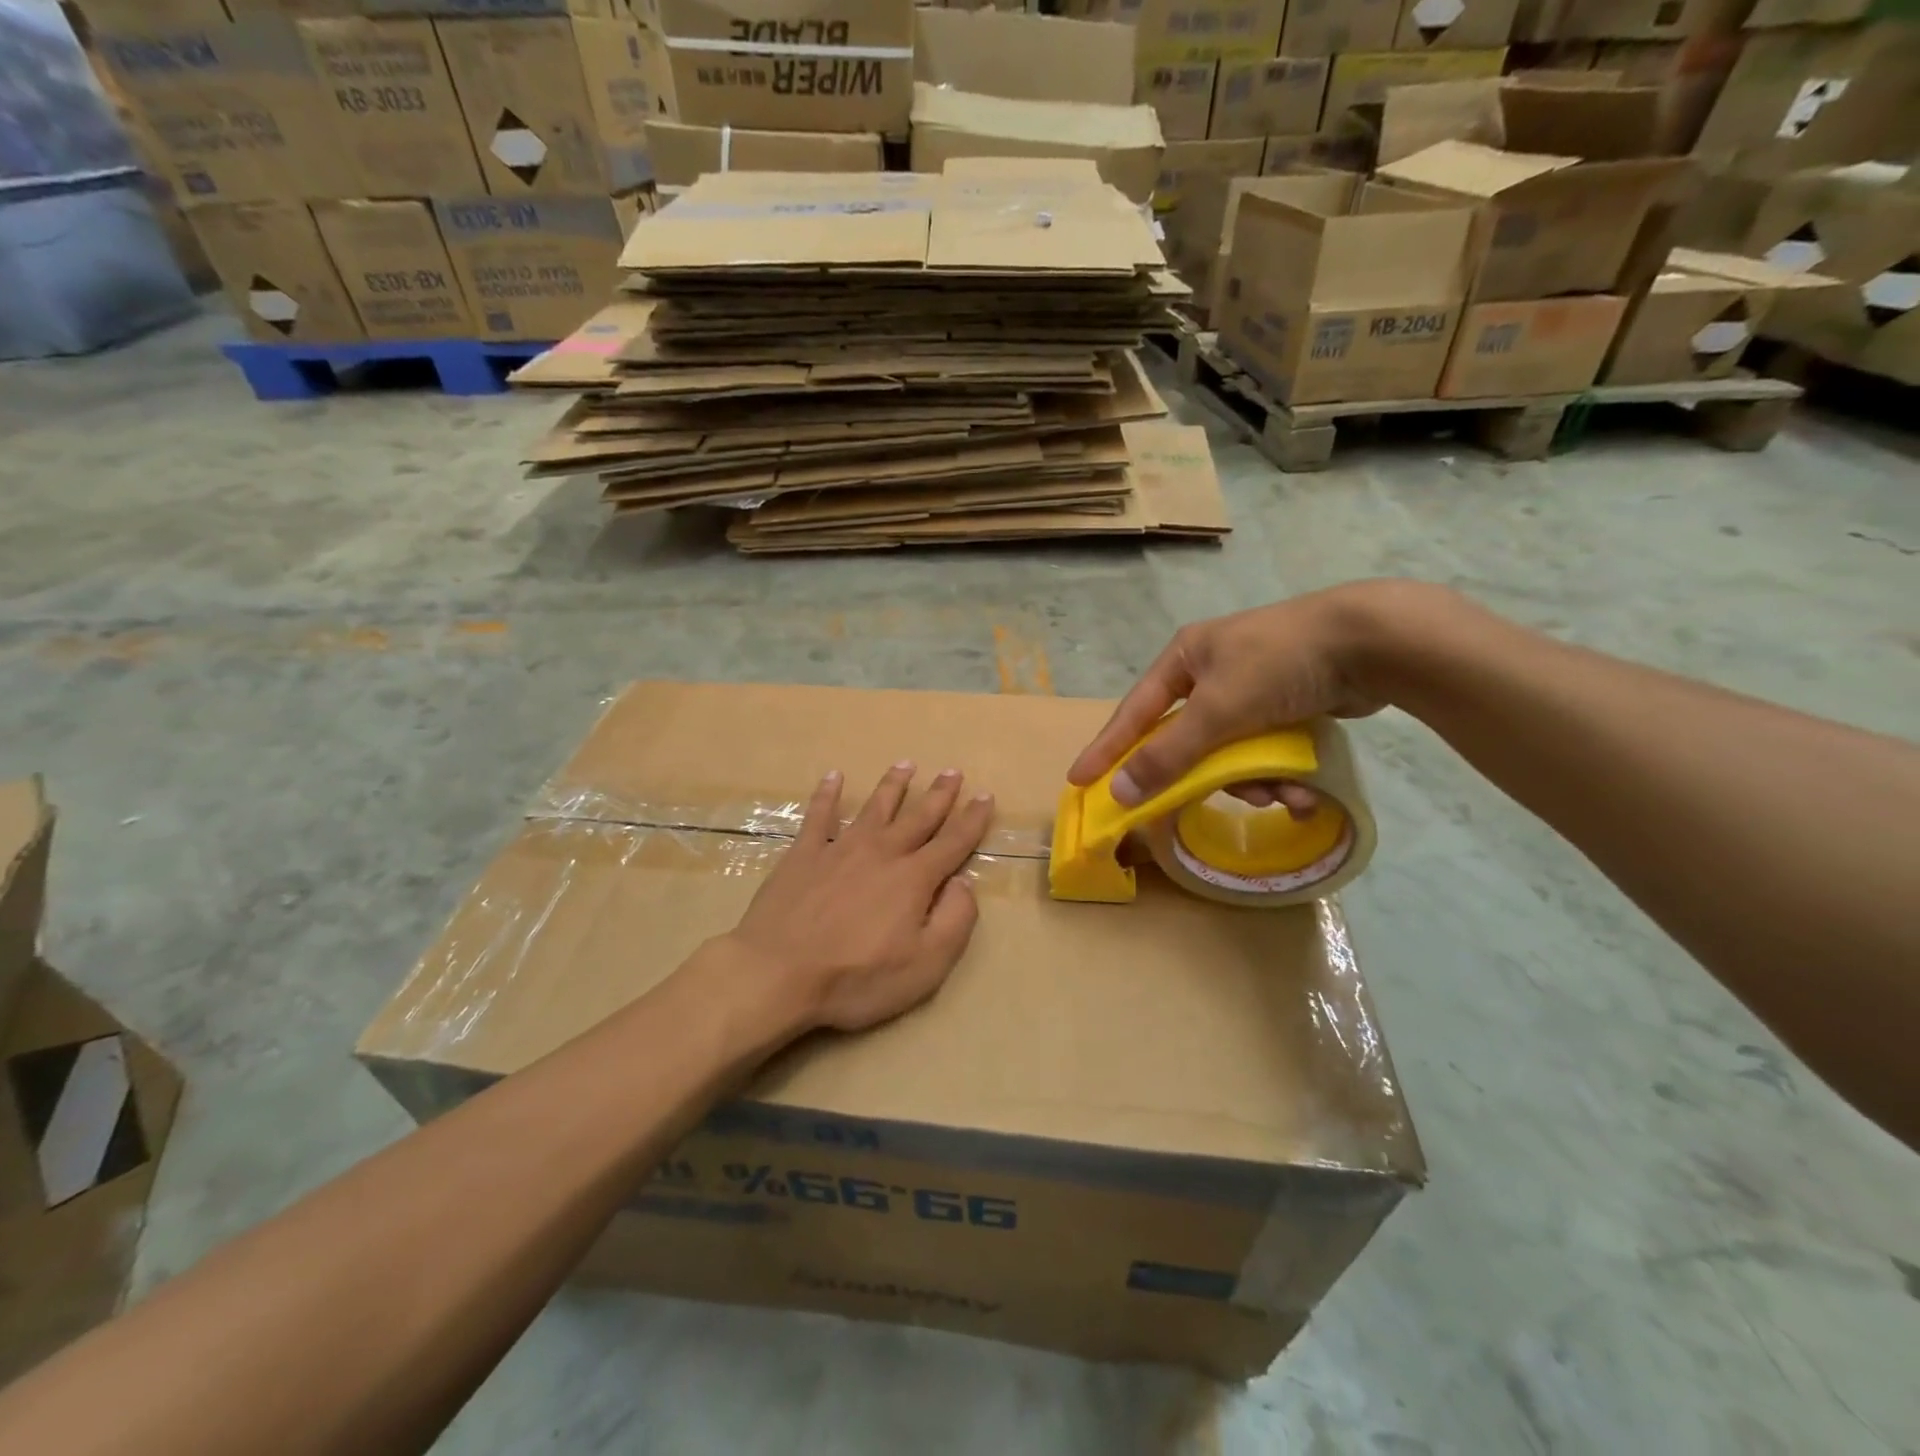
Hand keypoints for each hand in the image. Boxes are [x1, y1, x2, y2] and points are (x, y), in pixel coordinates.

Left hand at [723, 764, 994, 1032]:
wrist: (778, 973)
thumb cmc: (856, 978)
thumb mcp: (925, 965)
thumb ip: (954, 921)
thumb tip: (964, 883)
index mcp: (914, 879)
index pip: (953, 842)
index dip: (972, 819)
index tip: (986, 796)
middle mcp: (882, 853)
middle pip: (917, 817)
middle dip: (939, 794)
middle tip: (952, 771)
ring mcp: (840, 848)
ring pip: (874, 808)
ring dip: (892, 785)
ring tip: (905, 764)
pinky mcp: (803, 854)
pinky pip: (819, 815)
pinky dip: (827, 794)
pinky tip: (833, 777)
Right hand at [1069, 583, 1401, 808]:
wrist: (1373, 642)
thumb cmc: (1280, 664)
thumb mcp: (1218, 711)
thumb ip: (1168, 754)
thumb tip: (1119, 792)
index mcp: (1185, 659)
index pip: (1134, 712)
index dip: (1107, 749)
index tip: (1080, 781)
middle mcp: (1212, 671)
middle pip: (1187, 740)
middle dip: (1206, 776)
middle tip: (1203, 803)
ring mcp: (1253, 688)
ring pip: (1231, 753)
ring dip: (1252, 782)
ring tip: (1280, 795)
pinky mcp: (1289, 705)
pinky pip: (1266, 751)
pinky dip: (1280, 774)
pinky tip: (1303, 793)